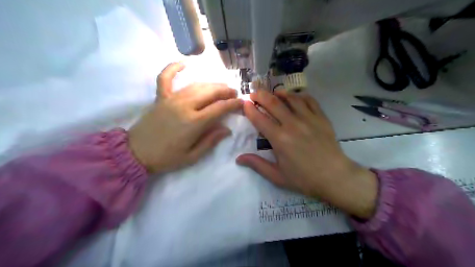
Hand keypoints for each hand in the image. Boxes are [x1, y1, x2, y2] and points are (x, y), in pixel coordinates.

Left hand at [128, 64, 242, 173]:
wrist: (135, 154)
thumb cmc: (166, 158)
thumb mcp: (192, 156)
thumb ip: (211, 141)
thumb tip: (227, 129)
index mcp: (194, 122)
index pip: (219, 108)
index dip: (233, 104)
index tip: (241, 103)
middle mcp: (184, 106)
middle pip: (210, 92)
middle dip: (225, 91)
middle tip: (233, 93)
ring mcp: (171, 99)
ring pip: (195, 85)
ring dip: (211, 84)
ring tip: (221, 86)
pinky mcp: (160, 98)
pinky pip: (165, 78)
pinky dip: (173, 68)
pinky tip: (184, 63)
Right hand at [238, 90, 378, 218]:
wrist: (334, 177)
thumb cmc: (304, 178)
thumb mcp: (277, 176)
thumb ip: (257, 165)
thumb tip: (238, 158)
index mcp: (279, 139)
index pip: (260, 119)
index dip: (250, 110)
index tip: (245, 104)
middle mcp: (292, 124)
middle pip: (273, 103)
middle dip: (260, 95)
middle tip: (254, 93)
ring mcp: (308, 119)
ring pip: (291, 98)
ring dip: (279, 93)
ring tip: (273, 93)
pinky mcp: (321, 117)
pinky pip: (309, 100)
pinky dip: (300, 95)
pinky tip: (295, 96)